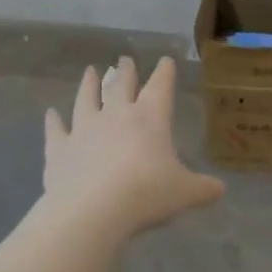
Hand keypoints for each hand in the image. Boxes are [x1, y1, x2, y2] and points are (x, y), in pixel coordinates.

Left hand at [43, 56, 223, 234]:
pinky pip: (56, 130)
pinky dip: (53, 122)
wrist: (92, 211)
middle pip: (121, 85)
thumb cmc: (145, 195)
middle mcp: (116, 114)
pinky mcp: (59, 149)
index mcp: (149, 117)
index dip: (164, 72)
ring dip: (89, 84)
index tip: (165, 60)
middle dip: (125, 71)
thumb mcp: (183, 193)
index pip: (160, 86)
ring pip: (86, 99)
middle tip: (124, 60)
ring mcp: (84, 129)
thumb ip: (202, 189)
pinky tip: (50, 114)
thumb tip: (220, 189)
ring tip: (91, 71)